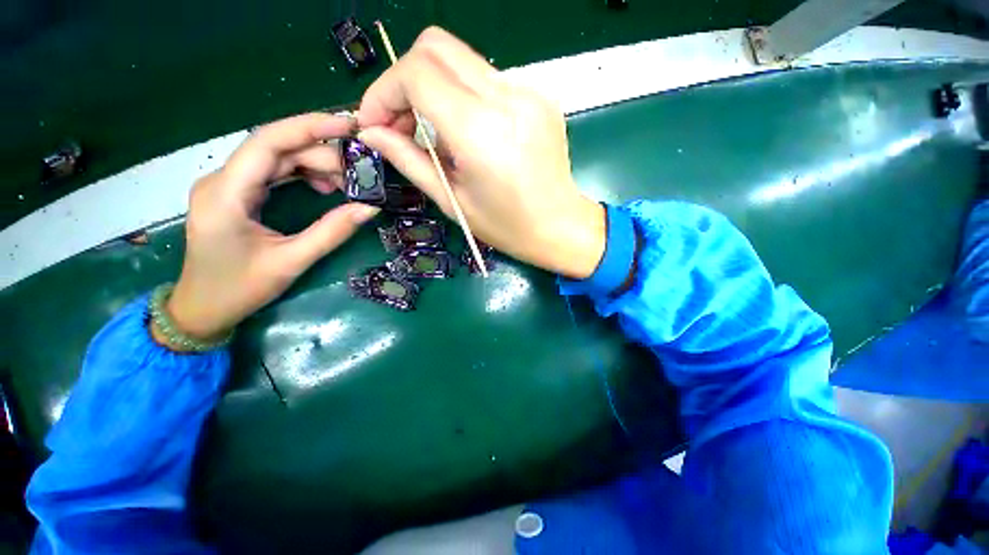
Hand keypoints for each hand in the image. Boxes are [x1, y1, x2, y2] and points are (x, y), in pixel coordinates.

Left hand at [160, 113, 379, 345]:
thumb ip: (331, 232)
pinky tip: (325, 187)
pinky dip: (303, 174)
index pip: (269, 142)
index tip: (350, 127)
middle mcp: (222, 180)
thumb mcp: (291, 262)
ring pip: (277, 158)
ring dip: (315, 164)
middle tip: (361, 174)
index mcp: (226, 193)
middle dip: (322, 155)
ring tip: (347, 183)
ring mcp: (228, 185)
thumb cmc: (239, 289)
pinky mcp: (237, 194)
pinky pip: (273, 172)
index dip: (310, 127)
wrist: (201, 310)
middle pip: (277, 149)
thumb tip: (370, 208)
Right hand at [356, 27, 605, 278]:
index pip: (416, 73)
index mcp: (480, 131)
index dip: (384, 92)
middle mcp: (506, 98)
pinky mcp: (539, 96)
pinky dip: (464, 97)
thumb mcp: (452, 201)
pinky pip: (487, 80)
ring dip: (435, 88)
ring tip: (435, 134)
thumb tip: (371, 133)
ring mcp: (528, 92)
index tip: (376, 123)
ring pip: (461, 61)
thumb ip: (408, 161)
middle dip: (405, 79)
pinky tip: (469, 133)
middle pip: (436, 47)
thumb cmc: (506, 226)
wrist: (559, 226)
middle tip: (401, 122)